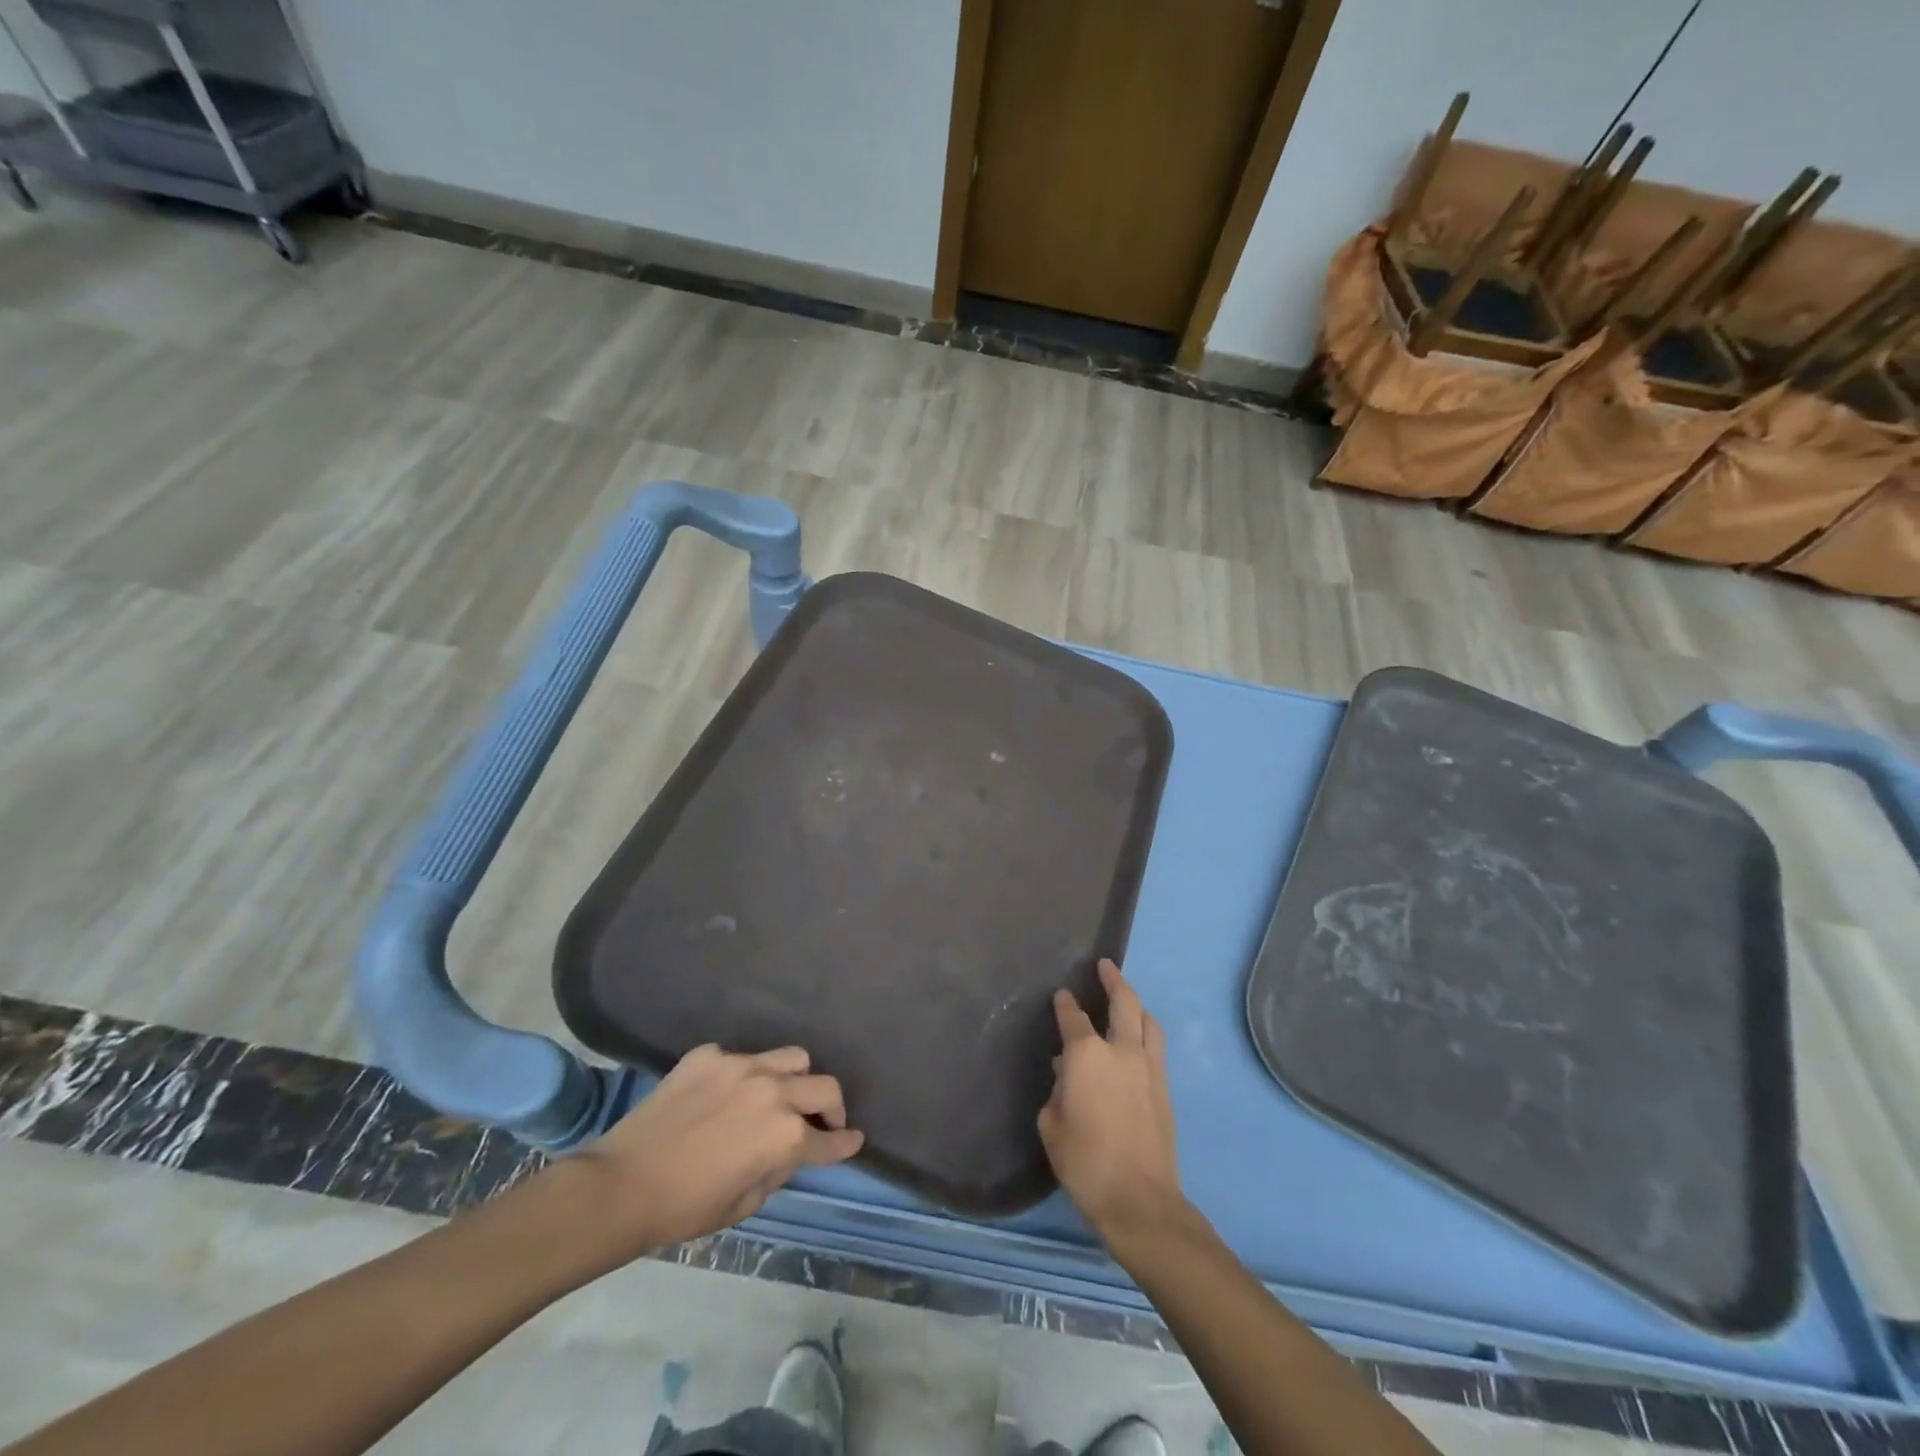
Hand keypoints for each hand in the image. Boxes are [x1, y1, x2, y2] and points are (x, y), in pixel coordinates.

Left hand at [574, 1044, 863, 1254]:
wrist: (621, 1185)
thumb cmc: (685, 1208)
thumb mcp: (745, 1203)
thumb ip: (777, 1170)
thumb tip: (787, 1151)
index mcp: (785, 1135)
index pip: (830, 1139)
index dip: (845, 1142)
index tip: (854, 1139)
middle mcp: (774, 1091)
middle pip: (825, 1086)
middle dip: (832, 1107)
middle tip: (822, 1121)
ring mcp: (742, 1065)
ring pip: (792, 1057)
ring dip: (795, 1079)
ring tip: (779, 1095)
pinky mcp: (710, 1054)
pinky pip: (742, 1057)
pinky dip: (744, 1076)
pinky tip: (723, 1095)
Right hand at [1038, 960, 1188, 1253]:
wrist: (1140, 1200)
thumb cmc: (1085, 1162)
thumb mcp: (1051, 1125)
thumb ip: (1058, 1091)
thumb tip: (1067, 1075)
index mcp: (1086, 1055)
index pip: (1073, 1017)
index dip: (1065, 1004)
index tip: (1061, 996)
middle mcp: (1121, 1050)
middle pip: (1123, 1001)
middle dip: (1113, 979)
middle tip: (1105, 966)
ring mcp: (1148, 1066)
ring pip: (1147, 1020)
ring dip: (1136, 1003)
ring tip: (1128, 998)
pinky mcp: (1165, 1087)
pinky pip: (1156, 1045)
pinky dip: (1146, 1031)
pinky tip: (1138, 1039)